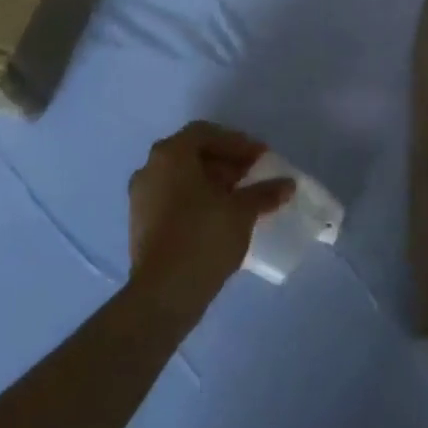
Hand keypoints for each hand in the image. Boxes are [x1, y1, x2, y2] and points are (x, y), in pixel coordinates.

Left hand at [128, 121, 293, 316]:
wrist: (163, 293)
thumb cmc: (204, 237)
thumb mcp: (242, 211)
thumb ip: (264, 192)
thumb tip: (287, 184)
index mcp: (171, 155)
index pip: (206, 133)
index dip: (237, 143)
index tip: (261, 158)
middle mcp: (150, 168)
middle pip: (192, 154)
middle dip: (225, 162)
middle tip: (252, 175)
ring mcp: (141, 197)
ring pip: (181, 178)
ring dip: (212, 182)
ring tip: (240, 198)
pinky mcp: (141, 223)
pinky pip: (173, 198)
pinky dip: (197, 200)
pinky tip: (220, 217)